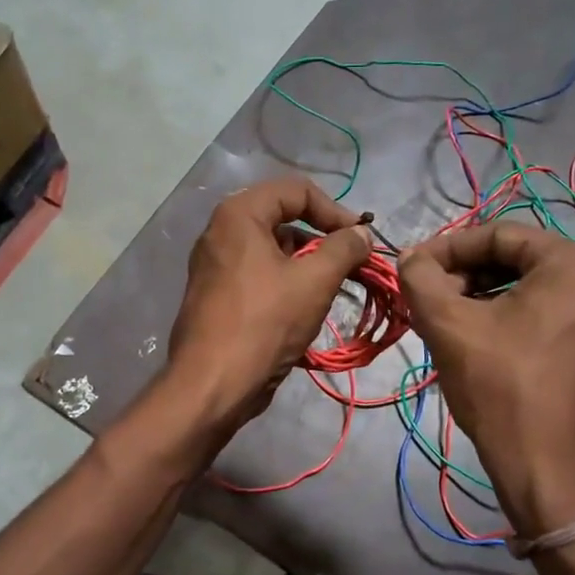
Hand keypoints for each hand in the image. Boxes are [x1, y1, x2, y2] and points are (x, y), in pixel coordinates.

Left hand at [167, 178, 373, 438]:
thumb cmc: (265, 323)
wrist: (213, 384)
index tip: (359, 239)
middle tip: (352, 264)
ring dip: (308, 264)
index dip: (334, 210)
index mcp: (238, 215)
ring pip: (273, 251)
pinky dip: (287, 283)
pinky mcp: (217, 296)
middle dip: (322, 239)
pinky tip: (307, 309)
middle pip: (283, 219)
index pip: (296, 190)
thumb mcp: (314, 280)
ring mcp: (215, 266)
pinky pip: (259, 276)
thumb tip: (361, 234)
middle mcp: (221, 232)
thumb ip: (344, 248)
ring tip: (335, 289)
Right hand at [399, 222, 574, 536]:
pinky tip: (477, 337)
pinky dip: (509, 315)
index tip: (414, 267)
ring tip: (447, 318)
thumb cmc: (498, 387)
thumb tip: (411, 257)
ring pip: (531, 287)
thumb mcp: (448, 325)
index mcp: (573, 265)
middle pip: (518, 259)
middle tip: (429, 296)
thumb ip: (421, 278)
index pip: (500, 234)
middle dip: (467, 273)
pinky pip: (548, 312)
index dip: (449, 247)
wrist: (543, 467)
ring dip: (483, 294)